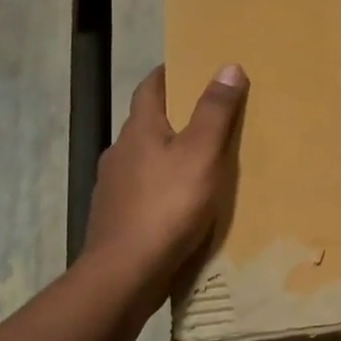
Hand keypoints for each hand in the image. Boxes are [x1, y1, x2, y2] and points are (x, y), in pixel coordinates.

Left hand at [83, 63, 247, 298]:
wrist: (124, 274)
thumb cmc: (166, 207)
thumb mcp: (201, 155)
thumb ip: (215, 112)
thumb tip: (228, 66)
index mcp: (139, 130)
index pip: (150, 87)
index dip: (169, 73)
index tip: (191, 66)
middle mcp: (119, 152)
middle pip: (146, 122)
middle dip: (173, 114)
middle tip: (207, 114)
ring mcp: (113, 187)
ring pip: (143, 158)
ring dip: (166, 153)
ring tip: (198, 160)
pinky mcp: (115, 217)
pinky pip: (141, 190)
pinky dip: (160, 186)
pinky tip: (177, 202)